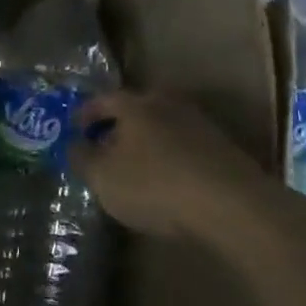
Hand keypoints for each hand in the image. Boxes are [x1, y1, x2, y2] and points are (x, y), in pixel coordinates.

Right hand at [72, 91, 271, 238]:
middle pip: (135, 109)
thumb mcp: (104, 177)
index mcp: (135, 104)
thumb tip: (73, 143)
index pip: (103, 100)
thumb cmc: (156, 185)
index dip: (85, 113)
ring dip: (145, 142)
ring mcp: (199, 124)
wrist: (232, 205)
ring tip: (133, 166)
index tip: (74, 127)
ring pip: (161, 127)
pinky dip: (169, 157)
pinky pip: (183, 147)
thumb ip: (82, 157)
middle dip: (117, 126)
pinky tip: (166, 179)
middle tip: (102, 145)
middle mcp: (167, 104)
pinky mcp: (222, 148)